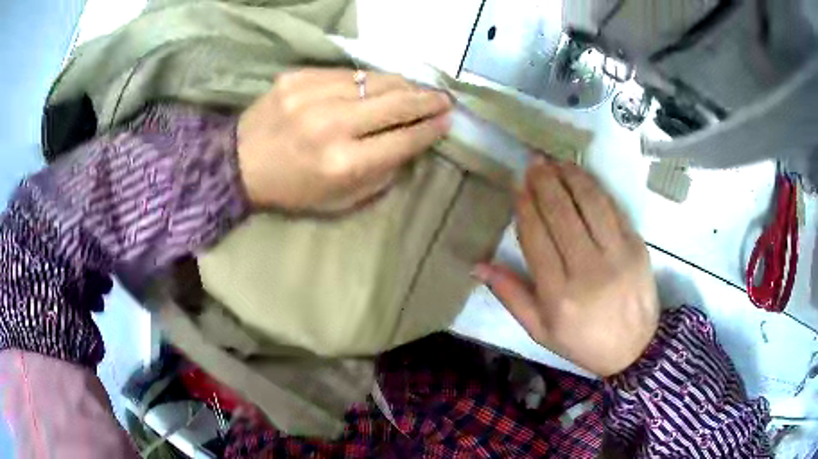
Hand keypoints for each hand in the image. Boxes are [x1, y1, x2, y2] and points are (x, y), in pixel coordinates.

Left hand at [236, 68, 452, 211]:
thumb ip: (381, 176)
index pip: (404, 138)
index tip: (447, 121)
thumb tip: (412, 146)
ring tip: (417, 89)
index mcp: (343, 163)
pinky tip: (376, 85)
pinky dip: (367, 80)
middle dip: (427, 100)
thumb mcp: (340, 202)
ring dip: (403, 85)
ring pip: (375, 80)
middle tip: (444, 99)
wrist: (238, 164)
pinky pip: (346, 73)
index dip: (431, 128)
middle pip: (396, 103)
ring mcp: (312, 94)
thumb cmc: (291, 190)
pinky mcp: (297, 77)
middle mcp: (332, 124)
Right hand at [472, 158, 659, 376]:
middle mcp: (587, 270)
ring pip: (588, 203)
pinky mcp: (636, 245)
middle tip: (533, 163)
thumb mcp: (540, 330)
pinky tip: (581, 175)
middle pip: (561, 214)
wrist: (635, 348)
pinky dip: (594, 187)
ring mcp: (616, 255)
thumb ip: (510, 295)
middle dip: (544, 182)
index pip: (536, 237)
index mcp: (558, 295)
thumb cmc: (582, 341)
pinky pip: (612, 208)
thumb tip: (477, 265)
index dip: (525, 206)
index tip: (517, 185)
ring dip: (569, 176)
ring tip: (555, 162)